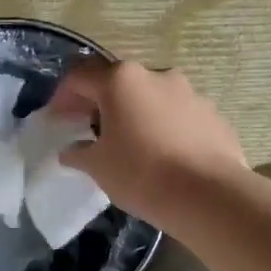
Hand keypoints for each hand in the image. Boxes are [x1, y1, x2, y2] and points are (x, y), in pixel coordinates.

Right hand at [47, 59, 248, 229]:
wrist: (210, 194)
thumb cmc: (142, 173)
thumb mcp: (98, 166)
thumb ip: (79, 152)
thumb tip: (70, 150)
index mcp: (121, 80)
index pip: (80, 76)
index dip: (63, 96)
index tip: (58, 120)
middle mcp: (155, 75)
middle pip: (118, 81)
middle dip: (101, 102)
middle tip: (91, 129)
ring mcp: (189, 92)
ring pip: (151, 96)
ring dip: (135, 113)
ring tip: (131, 143)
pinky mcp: (212, 113)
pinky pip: (178, 114)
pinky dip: (164, 127)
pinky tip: (164, 155)